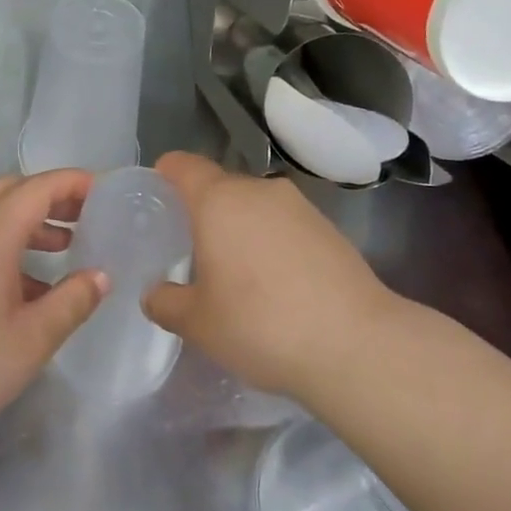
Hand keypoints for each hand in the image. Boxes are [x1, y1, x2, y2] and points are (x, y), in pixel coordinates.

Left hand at [0, 169, 106, 441]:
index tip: (105, 192)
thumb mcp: (34, 338)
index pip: (38, 188)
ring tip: (64, 251)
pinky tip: (26, 290)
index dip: (73, 183)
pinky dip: (8, 248)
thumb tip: (100, 276)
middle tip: (85, 217)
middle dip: (51, 197)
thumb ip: (72, 301)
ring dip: (30, 224)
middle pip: (11, 191)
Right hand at [142, 151, 395, 399]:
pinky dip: (272, 241)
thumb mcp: (199, 324)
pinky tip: (275, 281)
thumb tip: (155, 294)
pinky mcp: (330, 229)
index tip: (156, 189)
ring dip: (241, 226)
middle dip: (204, 208)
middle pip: (222, 186)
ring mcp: (300, 207)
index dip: (167, 172)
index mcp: (220, 201)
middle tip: (190, 244)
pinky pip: (285, 225)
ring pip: (257, 205)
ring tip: (234, 268)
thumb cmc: (261, 324)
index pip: (185, 166)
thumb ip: (167, 303)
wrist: (356, 344)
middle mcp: (260, 191)